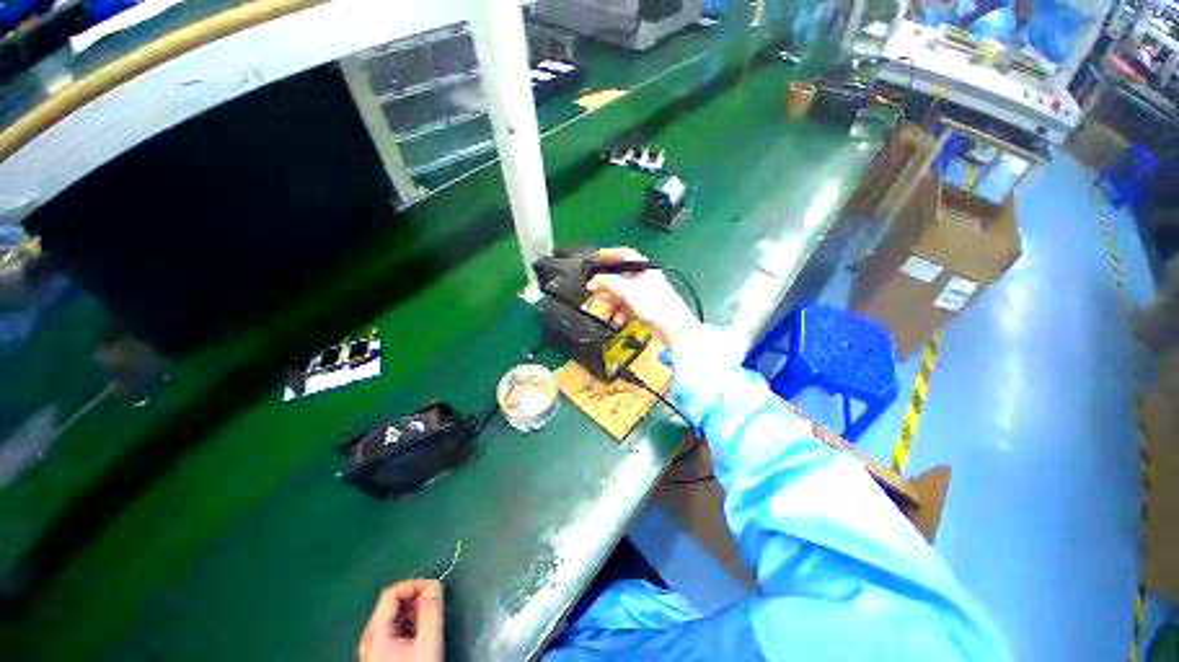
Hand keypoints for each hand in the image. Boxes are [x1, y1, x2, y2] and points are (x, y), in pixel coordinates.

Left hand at [358, 580, 443, 661]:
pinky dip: (408, 624)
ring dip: (413, 611)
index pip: (392, 593)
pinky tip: (421, 633)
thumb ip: (431, 610)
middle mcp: (369, 638)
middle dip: (416, 598)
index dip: (415, 585)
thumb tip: (434, 585)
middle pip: (391, 604)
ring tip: (431, 618)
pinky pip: (392, 630)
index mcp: (376, 632)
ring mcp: (372, 649)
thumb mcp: (428, 642)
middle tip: (435, 602)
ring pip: (392, 617)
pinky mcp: (378, 657)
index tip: (435, 589)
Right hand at [586, 247, 700, 347]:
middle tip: (595, 293)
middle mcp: (645, 278)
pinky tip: (618, 319)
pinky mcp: (645, 308)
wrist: (672, 328)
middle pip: (620, 277)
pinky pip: (627, 306)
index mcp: (645, 268)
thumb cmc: (653, 304)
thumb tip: (592, 282)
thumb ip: (608, 283)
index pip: (625, 255)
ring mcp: (645, 294)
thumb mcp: (627, 290)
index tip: (595, 258)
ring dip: (611, 303)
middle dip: (606, 287)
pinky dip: (620, 312)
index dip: (609, 254)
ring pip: (622, 294)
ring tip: (606, 312)